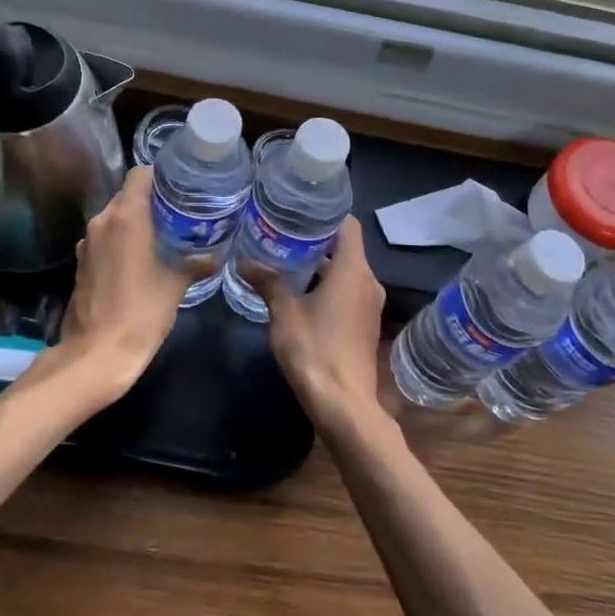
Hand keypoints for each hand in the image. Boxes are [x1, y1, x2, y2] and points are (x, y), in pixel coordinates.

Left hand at [52, 166, 209, 400]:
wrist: (96, 355)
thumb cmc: (140, 313)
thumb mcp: (176, 286)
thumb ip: (196, 263)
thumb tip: (217, 255)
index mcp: (126, 217)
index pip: (140, 175)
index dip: (162, 174)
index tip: (183, 184)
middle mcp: (102, 221)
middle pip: (127, 194)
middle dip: (153, 198)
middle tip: (182, 208)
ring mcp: (88, 242)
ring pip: (115, 216)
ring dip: (137, 219)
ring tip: (165, 231)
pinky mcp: (81, 262)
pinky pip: (106, 237)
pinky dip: (123, 239)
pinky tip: (142, 256)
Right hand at [244, 217, 385, 428]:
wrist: (344, 405)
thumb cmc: (315, 350)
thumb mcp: (284, 313)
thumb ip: (268, 283)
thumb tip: (244, 262)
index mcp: (353, 270)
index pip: (348, 225)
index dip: (327, 214)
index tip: (300, 210)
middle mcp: (368, 281)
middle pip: (346, 248)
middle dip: (317, 239)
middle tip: (283, 232)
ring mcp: (370, 305)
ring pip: (346, 271)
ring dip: (321, 265)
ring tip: (286, 258)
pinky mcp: (366, 324)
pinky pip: (348, 292)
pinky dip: (328, 285)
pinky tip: (300, 291)